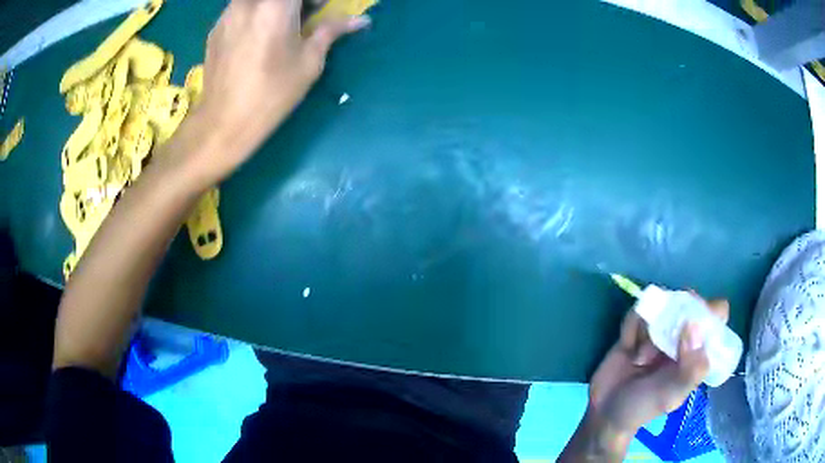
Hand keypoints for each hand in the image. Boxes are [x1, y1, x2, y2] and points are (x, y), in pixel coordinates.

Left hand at [187, 0, 369, 182]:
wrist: (223, 123)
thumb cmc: (272, 94)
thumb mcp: (309, 62)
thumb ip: (331, 31)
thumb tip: (360, 20)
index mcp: (276, 6)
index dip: (315, 1)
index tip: (320, 9)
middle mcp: (248, 3)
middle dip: (294, 2)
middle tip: (303, 16)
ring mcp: (227, 14)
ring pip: (257, 0)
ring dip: (273, 7)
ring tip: (278, 27)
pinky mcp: (215, 29)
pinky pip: (241, 9)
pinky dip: (254, 14)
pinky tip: (255, 38)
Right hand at [589, 295, 729, 435]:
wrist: (604, 412)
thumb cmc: (642, 408)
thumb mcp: (670, 396)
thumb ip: (690, 368)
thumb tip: (695, 326)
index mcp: (698, 350)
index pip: (717, 316)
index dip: (710, 312)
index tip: (693, 322)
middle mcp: (683, 336)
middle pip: (688, 303)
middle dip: (673, 318)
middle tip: (658, 343)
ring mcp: (660, 330)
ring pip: (661, 304)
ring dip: (648, 327)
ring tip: (639, 356)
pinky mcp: (637, 327)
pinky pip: (637, 312)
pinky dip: (631, 327)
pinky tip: (627, 348)